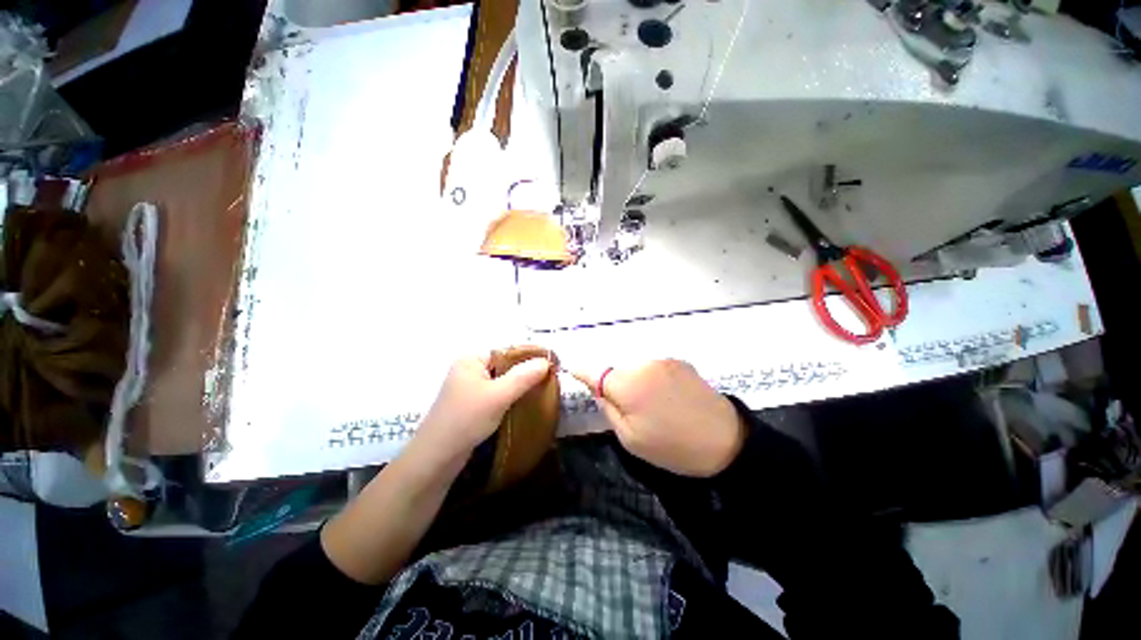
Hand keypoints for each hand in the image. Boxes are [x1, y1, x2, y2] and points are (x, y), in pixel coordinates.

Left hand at [412, 354, 551, 463]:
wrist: (436, 458)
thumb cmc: (466, 419)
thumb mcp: (498, 396)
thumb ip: (523, 377)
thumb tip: (546, 361)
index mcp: (471, 360)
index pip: (506, 351)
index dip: (529, 356)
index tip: (552, 364)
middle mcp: (469, 370)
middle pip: (505, 366)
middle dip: (526, 372)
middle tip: (550, 378)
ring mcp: (469, 388)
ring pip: (502, 381)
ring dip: (519, 386)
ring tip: (542, 390)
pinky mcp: (471, 405)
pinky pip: (497, 394)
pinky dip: (510, 397)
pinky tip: (524, 403)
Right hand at [574, 359, 744, 476]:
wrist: (726, 441)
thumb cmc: (673, 447)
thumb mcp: (630, 439)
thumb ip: (608, 409)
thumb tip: (599, 390)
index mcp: (627, 384)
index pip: (594, 371)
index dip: (581, 371)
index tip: (572, 369)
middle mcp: (642, 364)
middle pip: (615, 368)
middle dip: (613, 383)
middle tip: (626, 406)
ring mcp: (663, 360)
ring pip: (634, 366)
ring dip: (633, 379)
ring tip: (649, 403)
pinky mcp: (679, 361)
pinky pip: (653, 366)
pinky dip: (650, 377)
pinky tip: (665, 396)